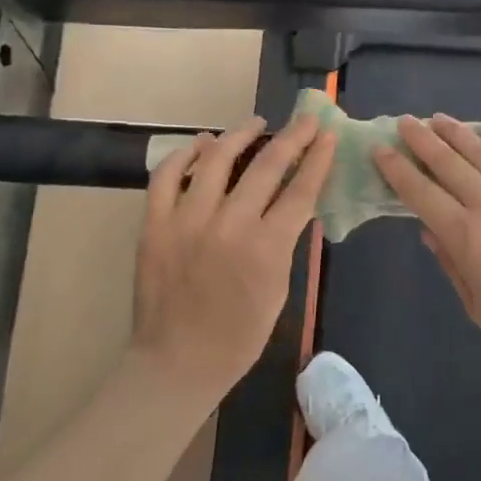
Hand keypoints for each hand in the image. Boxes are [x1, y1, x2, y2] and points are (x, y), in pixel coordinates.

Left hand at [131, 113, 335, 403]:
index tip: (327, 133)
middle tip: (304, 119)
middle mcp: (229, 225)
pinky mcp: (154, 225)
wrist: (177, 362)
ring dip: (239, 134)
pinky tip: (201, 143)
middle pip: (266, 166)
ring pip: (215, 159)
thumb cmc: (239, 336)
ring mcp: (186, 221)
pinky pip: (166, 176)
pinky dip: (184, 154)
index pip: (300, 190)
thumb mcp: (279, 288)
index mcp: (266, 248)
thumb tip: (290, 201)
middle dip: (291, 137)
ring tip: (255, 123)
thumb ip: (284, 241)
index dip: (317, 158)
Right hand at [374, 114, 480, 381]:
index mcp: (468, 238)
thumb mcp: (478, 307)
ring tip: (439, 118)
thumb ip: (452, 264)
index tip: (381, 150)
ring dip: (459, 134)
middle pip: (450, 165)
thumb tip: (429, 231)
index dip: (398, 171)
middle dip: (423, 141)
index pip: (422, 195)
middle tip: (405, 122)